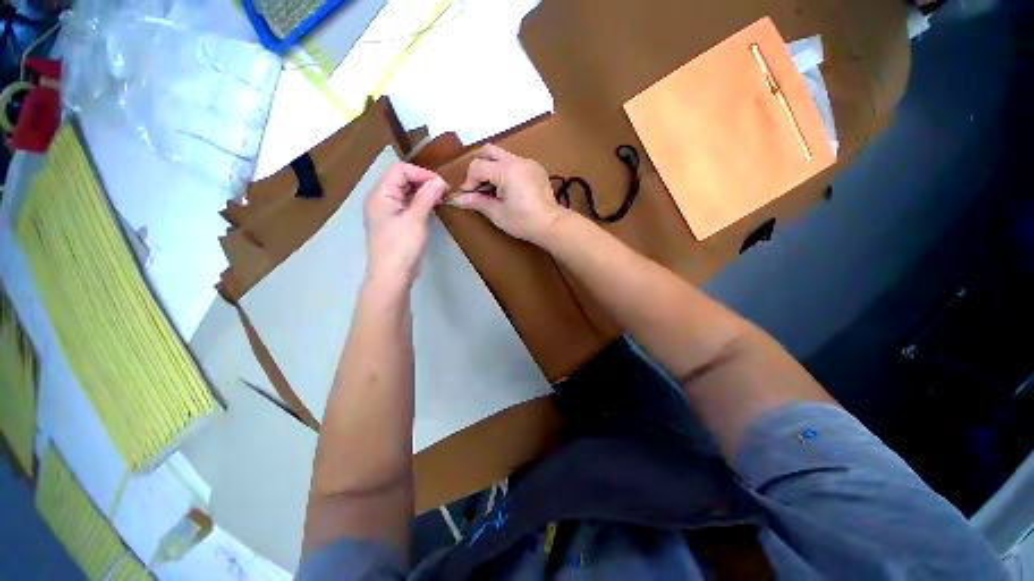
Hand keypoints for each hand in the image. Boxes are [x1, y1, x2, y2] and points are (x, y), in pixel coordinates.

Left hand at [364, 163, 446, 288]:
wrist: (392, 275)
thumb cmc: (402, 246)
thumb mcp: (416, 219)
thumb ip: (427, 196)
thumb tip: (439, 181)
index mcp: (381, 194)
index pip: (400, 170)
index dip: (421, 173)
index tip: (441, 185)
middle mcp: (380, 199)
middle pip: (402, 179)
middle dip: (424, 182)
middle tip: (443, 192)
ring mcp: (387, 212)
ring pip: (405, 193)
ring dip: (423, 193)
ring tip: (440, 200)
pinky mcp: (394, 223)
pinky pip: (407, 206)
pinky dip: (420, 204)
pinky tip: (432, 209)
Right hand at [448, 144, 565, 242]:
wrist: (551, 225)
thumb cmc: (523, 222)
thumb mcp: (497, 213)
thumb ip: (476, 202)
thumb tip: (456, 199)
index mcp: (507, 170)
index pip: (478, 166)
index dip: (469, 181)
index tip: (469, 196)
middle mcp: (518, 161)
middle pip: (489, 151)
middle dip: (478, 167)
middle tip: (478, 186)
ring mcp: (529, 162)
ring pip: (502, 155)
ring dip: (492, 169)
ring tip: (492, 190)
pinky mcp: (535, 168)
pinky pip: (514, 162)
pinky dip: (505, 171)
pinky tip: (507, 189)